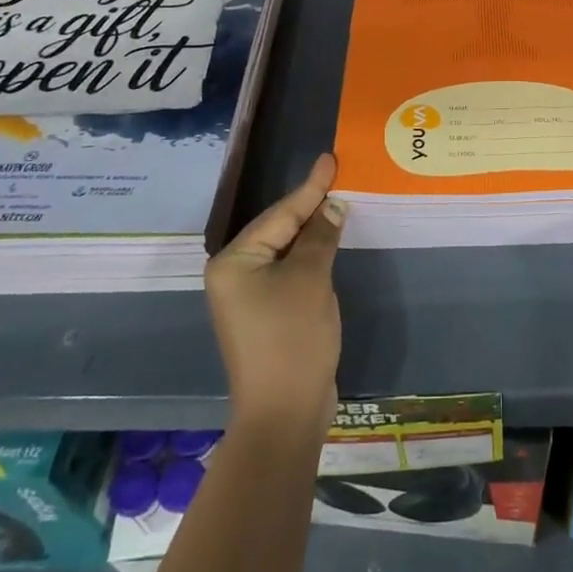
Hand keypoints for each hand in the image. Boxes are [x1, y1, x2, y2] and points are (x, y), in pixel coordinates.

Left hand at [206, 153, 343, 440]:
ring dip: (313, 231)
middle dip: (311, 206)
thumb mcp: (310, 279)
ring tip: (337, 200)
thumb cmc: (292, 339)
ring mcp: (249, 296)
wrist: (285, 413)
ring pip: (286, 250)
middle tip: (338, 176)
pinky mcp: (266, 314)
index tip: (330, 158)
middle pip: (279, 229)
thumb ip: (320, 237)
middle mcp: (235, 274)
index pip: (280, 215)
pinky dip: (311, 256)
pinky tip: (329, 242)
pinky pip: (290, 271)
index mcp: (234, 262)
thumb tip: (333, 206)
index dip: (310, 187)